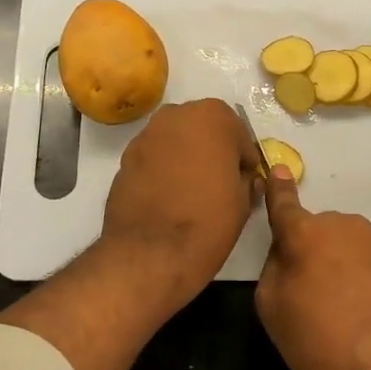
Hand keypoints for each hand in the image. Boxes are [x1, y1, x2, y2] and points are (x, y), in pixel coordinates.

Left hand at [100, 99, 255, 307]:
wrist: (150, 253)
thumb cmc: (208, 222)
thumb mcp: (243, 202)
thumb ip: (246, 180)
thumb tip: (243, 179)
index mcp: (213, 117)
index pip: (238, 133)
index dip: (243, 158)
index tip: (244, 180)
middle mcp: (175, 116)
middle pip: (202, 128)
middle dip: (213, 150)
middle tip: (219, 182)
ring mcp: (145, 136)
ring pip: (175, 141)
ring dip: (186, 157)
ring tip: (192, 191)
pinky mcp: (124, 159)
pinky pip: (154, 158)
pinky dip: (163, 170)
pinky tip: (169, 197)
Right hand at [255, 169, 370, 369]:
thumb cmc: (314, 343)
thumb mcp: (270, 306)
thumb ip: (275, 265)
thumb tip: (289, 249)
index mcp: (305, 234)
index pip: (285, 203)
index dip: (278, 188)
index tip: (276, 169)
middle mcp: (343, 226)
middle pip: (320, 229)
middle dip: (314, 248)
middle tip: (312, 291)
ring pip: (349, 243)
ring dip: (343, 261)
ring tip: (344, 306)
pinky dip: (367, 275)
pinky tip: (368, 309)